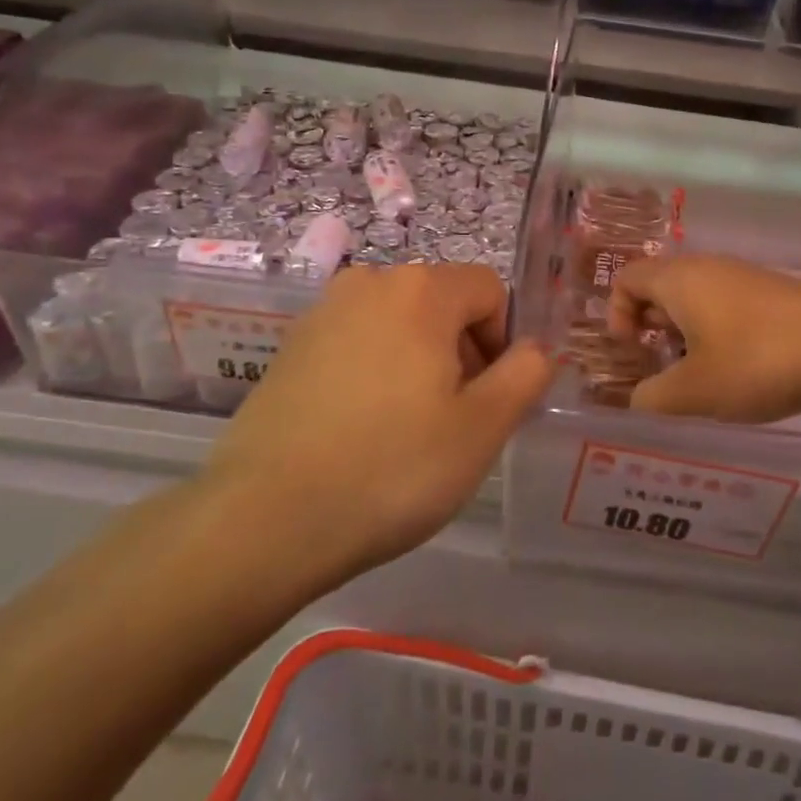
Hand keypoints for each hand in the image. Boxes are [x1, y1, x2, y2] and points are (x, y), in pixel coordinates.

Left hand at [205, 264, 551, 581]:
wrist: (264, 519)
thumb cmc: (392, 468)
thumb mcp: (483, 428)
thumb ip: (526, 374)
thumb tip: (536, 348)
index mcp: (421, 289)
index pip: (490, 290)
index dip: (503, 341)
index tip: (488, 398)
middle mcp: (370, 282)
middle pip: (443, 303)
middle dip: (462, 352)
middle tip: (451, 420)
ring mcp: (323, 312)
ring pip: (400, 323)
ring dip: (419, 362)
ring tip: (405, 429)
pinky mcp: (290, 346)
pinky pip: (357, 342)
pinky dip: (375, 371)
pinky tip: (360, 430)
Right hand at [607, 255, 800, 422]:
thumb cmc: (758, 360)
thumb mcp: (695, 392)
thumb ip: (652, 399)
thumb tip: (637, 400)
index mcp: (678, 280)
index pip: (625, 278)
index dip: (615, 314)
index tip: (632, 353)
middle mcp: (706, 268)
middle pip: (658, 289)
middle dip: (649, 330)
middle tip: (660, 371)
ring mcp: (742, 278)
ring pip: (694, 301)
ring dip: (684, 336)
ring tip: (698, 379)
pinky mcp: (771, 294)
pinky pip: (725, 308)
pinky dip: (716, 335)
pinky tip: (738, 371)